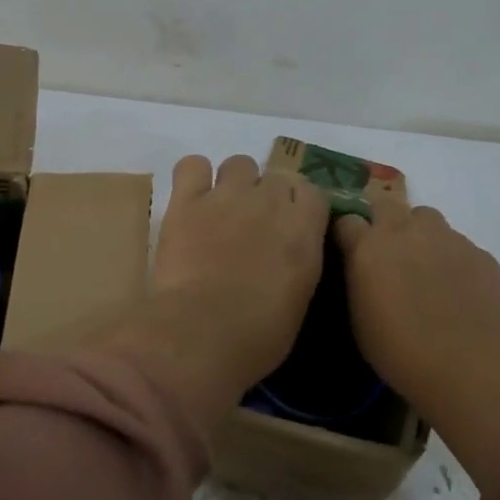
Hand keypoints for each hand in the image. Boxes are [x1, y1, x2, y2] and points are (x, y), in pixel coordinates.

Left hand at [90, 155, 327, 428]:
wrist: (201, 333)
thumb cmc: (257, 335)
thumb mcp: (299, 300)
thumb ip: (298, 262)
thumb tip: (287, 254)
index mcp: (303, 230)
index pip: (312, 192)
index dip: (300, 206)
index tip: (289, 226)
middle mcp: (269, 202)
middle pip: (277, 176)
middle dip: (268, 196)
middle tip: (254, 225)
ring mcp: (227, 196)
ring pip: (239, 164)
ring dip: (235, 182)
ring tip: (222, 209)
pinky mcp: (187, 200)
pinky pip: (192, 165)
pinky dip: (193, 176)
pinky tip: (191, 197)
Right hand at [334, 199, 499, 481]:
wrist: (470, 366)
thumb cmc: (400, 350)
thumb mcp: (359, 318)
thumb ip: (358, 280)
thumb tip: (362, 269)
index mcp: (368, 247)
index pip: (346, 219)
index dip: (348, 233)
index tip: (349, 250)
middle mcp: (406, 231)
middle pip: (388, 203)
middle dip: (384, 219)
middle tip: (387, 252)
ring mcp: (447, 238)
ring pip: (428, 220)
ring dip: (421, 236)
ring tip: (426, 270)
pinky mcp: (481, 254)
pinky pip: (460, 246)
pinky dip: (454, 261)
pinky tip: (459, 292)